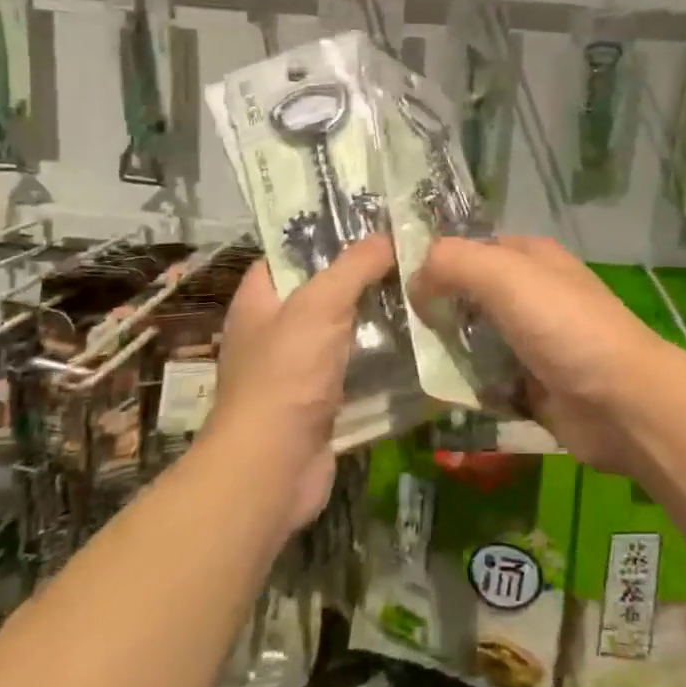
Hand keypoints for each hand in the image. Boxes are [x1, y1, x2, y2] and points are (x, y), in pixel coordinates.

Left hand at [213, 236, 396, 530]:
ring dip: (380, 313)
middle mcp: (276, 328)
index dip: (328, 231)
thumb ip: (355, 266)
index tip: (374, 218)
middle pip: (325, 287)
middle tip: (412, 251)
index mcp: (260, 298)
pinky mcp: (323, 397)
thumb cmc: (286, 374)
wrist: (273, 468)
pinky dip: (383, 352)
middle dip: (366, 272)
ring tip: (425, 286)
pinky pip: (357, 363)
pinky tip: (420, 336)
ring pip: (346, 326)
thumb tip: (390, 236)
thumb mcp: (320, 304)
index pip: (293, 250)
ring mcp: (299, 366)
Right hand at [412, 236, 685, 472]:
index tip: (394, 284)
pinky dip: (465, 386)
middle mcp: (532, 294)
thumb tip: (416, 279)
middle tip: (394, 331)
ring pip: (475, 340)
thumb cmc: (564, 326)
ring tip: (404, 364)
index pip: (471, 249)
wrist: (621, 402)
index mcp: (530, 258)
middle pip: (470, 296)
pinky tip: (436, 393)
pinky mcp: (532, 385)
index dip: (436, 262)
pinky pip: (487, 380)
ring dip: (447, 351)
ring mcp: (533, 341)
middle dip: (436, 311)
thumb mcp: (505, 275)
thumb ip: (453, 263)